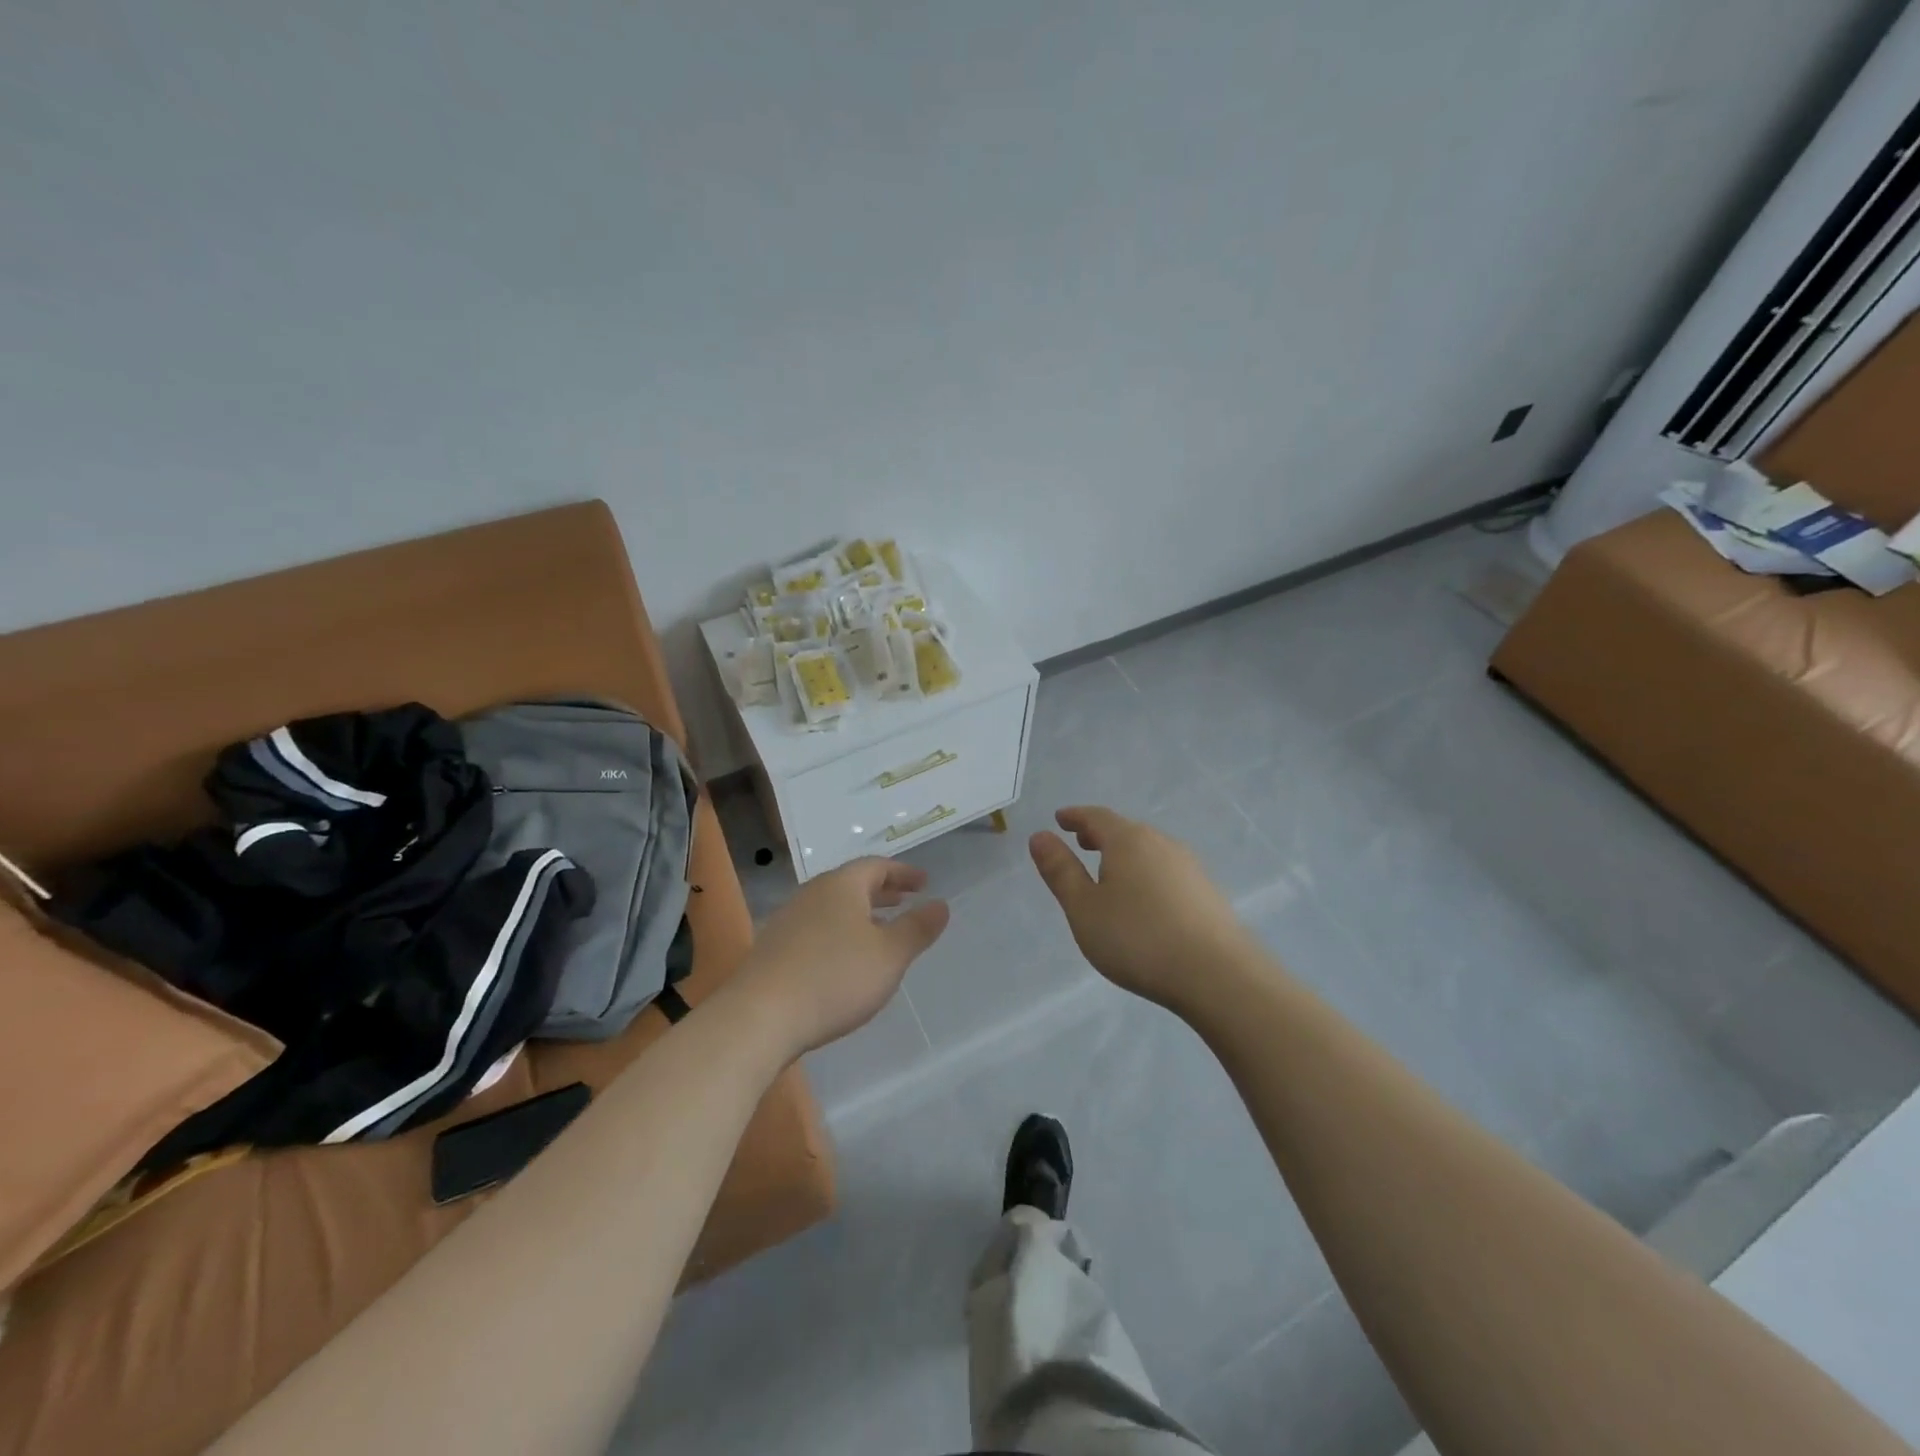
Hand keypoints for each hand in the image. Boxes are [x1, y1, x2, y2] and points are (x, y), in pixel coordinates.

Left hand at [727, 857, 949, 1059]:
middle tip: (905, 900)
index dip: (903, 873)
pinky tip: (843, 959)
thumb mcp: (889, 955)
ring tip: (878, 930)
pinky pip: (816, 928)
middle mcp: (812, 894)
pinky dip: (838, 933)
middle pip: (852, 883)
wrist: (759, 1017)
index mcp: (841, 885)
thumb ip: (917, 929)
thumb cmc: (834, 978)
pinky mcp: (773, 949)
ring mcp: (788, 920)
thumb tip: (940, 905)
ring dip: (859, 913)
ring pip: (832, 907)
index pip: (877, 866)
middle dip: (882, 891)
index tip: (924, 883)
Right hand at [1029, 806, 1250, 1010]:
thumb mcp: (1084, 908)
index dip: (1075, 817)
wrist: (1217, 975)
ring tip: (1110, 873)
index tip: (1060, 819)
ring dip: (1125, 855)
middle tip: (1082, 843)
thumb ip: (1060, 871)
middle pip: (1126, 830)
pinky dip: (1146, 874)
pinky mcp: (1207, 893)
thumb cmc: (1137, 938)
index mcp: (1128, 840)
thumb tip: (1040, 836)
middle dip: (1100, 834)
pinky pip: (1167, 871)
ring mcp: (1190, 867)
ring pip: (1149, 851)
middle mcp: (1162, 843)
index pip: (1096, 817)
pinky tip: (1145, 900)